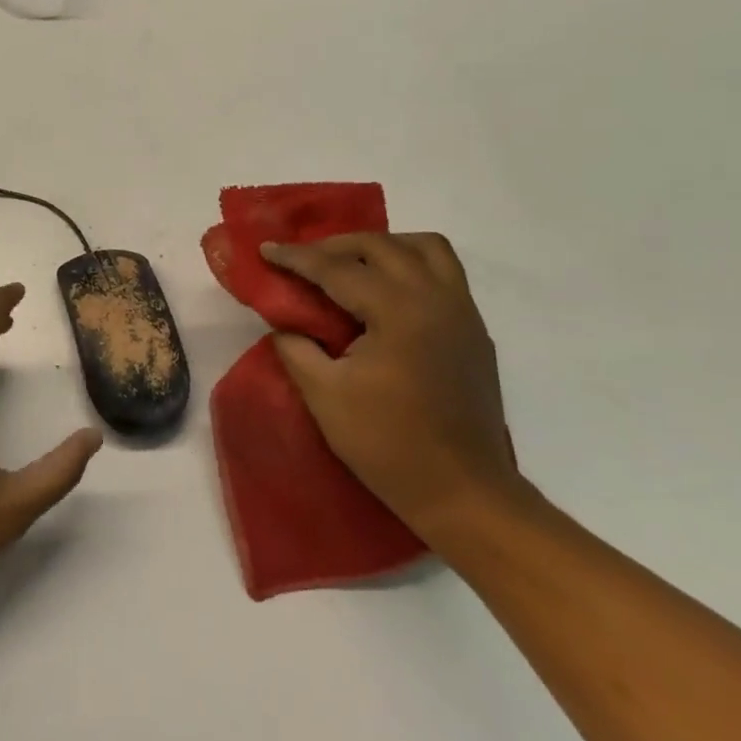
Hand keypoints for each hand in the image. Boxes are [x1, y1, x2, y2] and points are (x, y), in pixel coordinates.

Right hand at [260, 234, 521, 539]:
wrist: (464, 495)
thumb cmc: (388, 445)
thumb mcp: (324, 395)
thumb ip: (296, 348)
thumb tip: (285, 324)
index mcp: (399, 311)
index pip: (337, 269)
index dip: (296, 257)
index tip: (265, 249)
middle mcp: (436, 298)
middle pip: (382, 246)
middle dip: (336, 245)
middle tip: (302, 259)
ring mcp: (463, 313)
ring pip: (426, 248)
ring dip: (384, 247)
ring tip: (352, 265)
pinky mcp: (475, 332)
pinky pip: (444, 274)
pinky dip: (410, 266)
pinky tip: (385, 295)